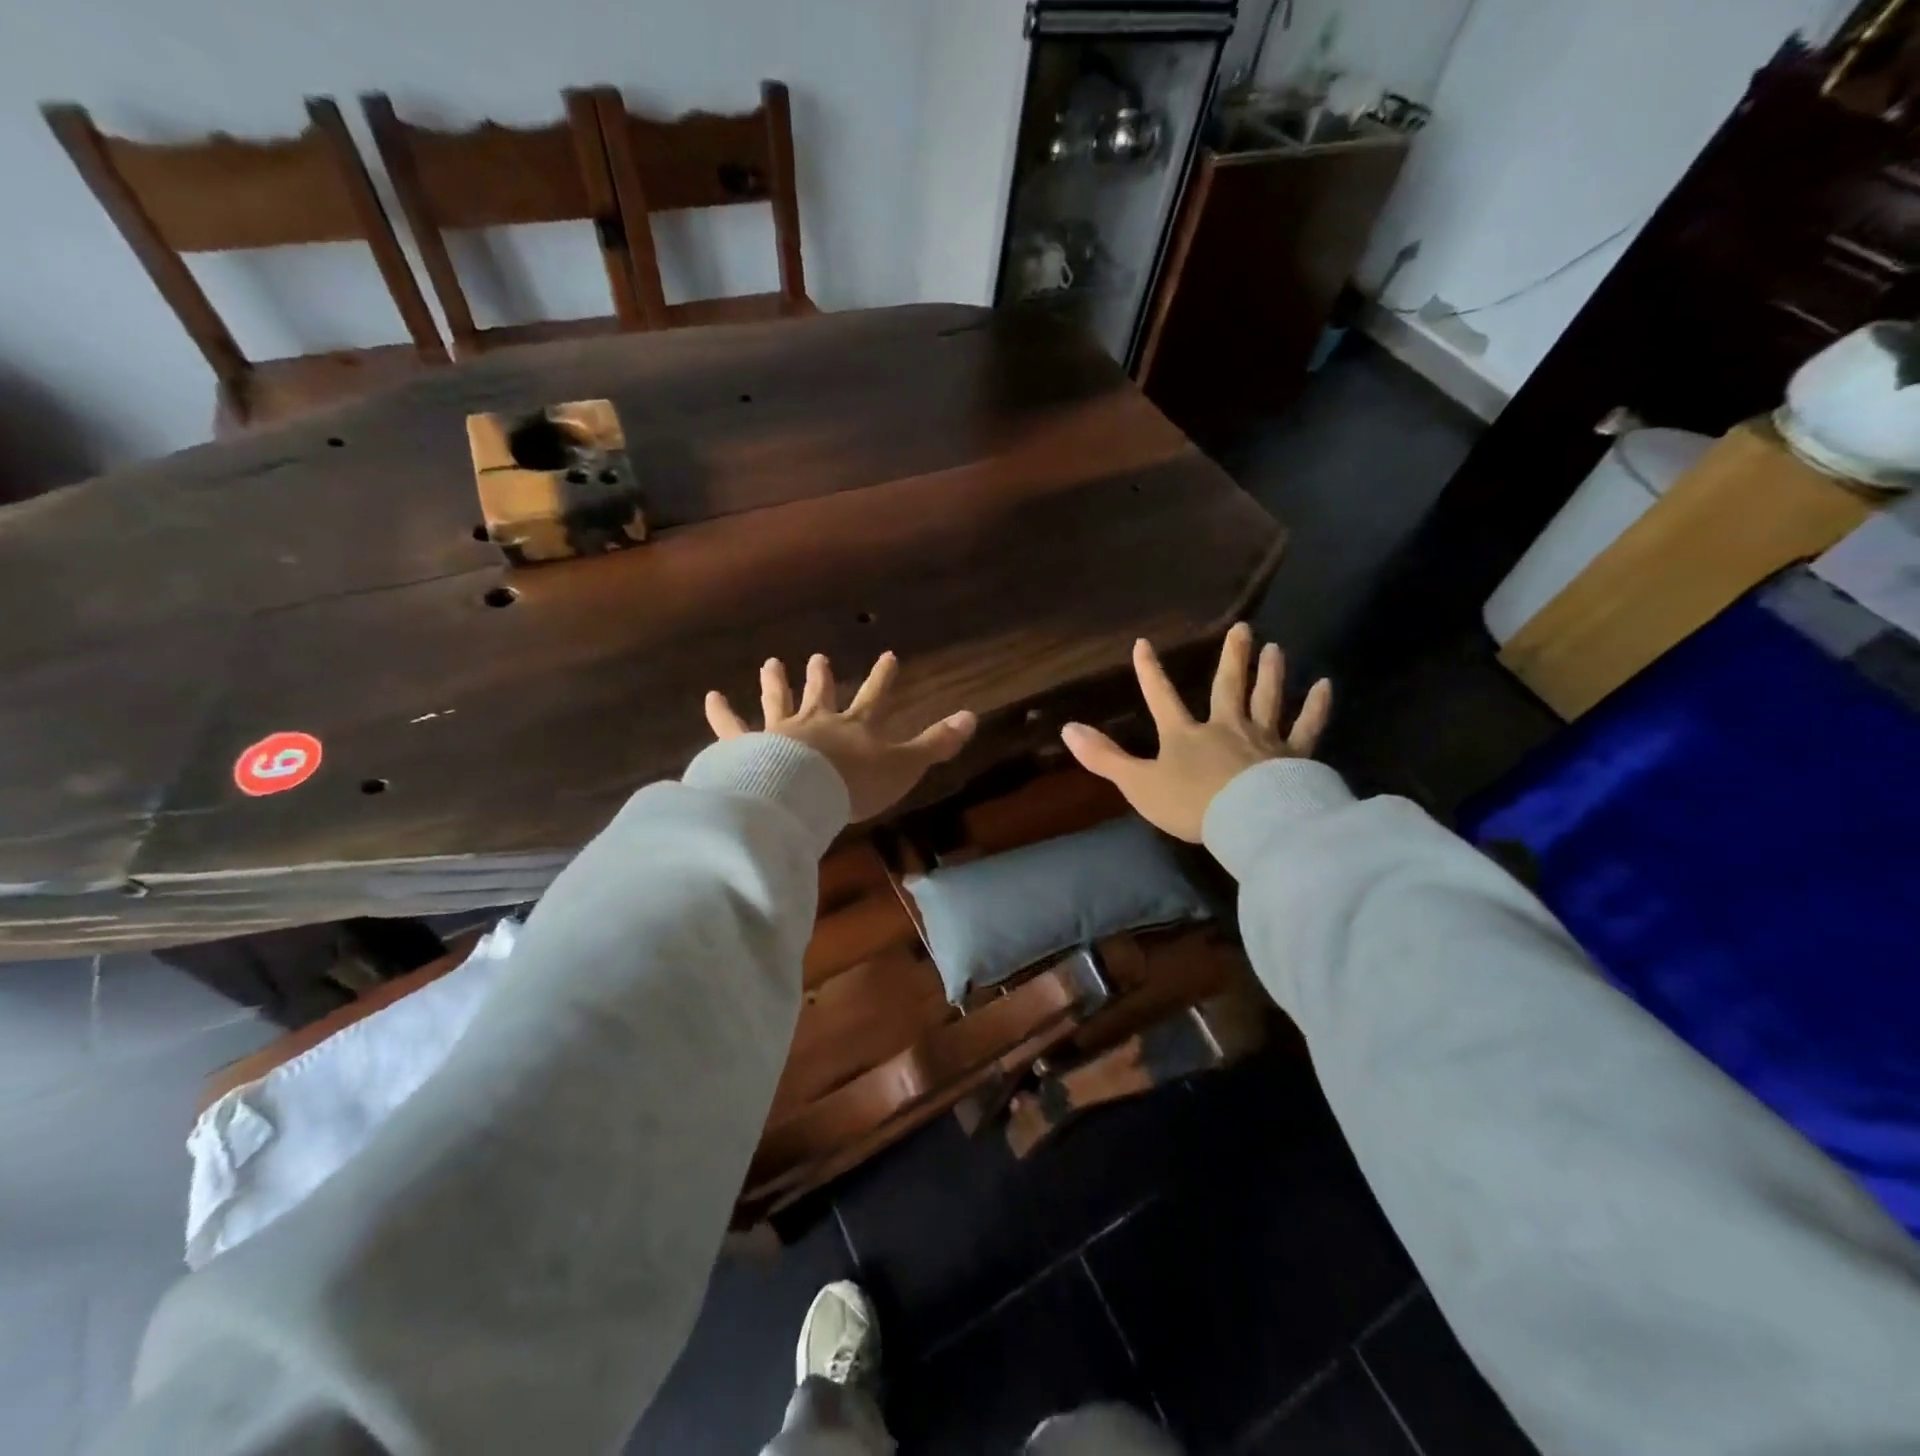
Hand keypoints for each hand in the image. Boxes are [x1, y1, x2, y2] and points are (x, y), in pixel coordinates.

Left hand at [705, 651, 977, 820]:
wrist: (804, 793)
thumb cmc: (856, 782)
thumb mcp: (905, 765)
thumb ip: (936, 744)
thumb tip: (972, 716)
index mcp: (855, 727)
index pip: (875, 696)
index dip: (883, 677)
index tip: (888, 655)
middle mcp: (818, 722)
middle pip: (821, 694)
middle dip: (822, 677)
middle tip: (817, 658)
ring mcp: (781, 732)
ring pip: (779, 702)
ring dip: (776, 683)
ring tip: (771, 664)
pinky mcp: (749, 748)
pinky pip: (733, 729)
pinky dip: (722, 714)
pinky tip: (711, 697)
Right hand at [1059, 623, 1330, 842]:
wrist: (1248, 821)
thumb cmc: (1190, 804)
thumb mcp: (1138, 784)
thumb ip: (1105, 758)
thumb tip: (1067, 729)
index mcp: (1185, 736)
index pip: (1161, 698)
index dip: (1149, 673)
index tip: (1143, 644)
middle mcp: (1225, 727)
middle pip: (1228, 686)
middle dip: (1232, 658)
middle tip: (1243, 628)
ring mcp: (1262, 739)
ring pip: (1267, 698)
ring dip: (1270, 673)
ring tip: (1275, 648)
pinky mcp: (1294, 756)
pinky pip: (1307, 726)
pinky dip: (1316, 706)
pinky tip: (1325, 686)